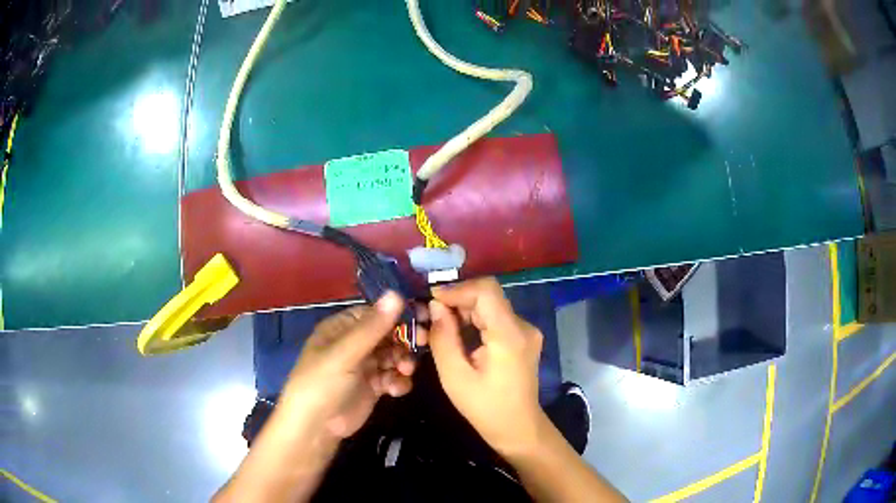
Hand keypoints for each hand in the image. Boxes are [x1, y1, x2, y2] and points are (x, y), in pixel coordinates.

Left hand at [281, 292, 416, 438]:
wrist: (315, 428)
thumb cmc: (322, 383)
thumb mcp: (345, 353)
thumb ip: (373, 327)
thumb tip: (397, 293)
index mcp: (342, 328)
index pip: (375, 313)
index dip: (398, 313)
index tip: (424, 315)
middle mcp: (354, 344)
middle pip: (388, 333)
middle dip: (405, 339)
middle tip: (423, 342)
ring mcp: (364, 366)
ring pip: (394, 355)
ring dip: (403, 361)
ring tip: (404, 371)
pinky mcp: (372, 387)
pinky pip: (393, 377)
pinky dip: (398, 381)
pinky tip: (394, 390)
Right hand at [427, 277, 544, 455]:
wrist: (518, 428)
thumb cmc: (485, 407)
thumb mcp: (455, 376)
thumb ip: (443, 338)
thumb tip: (435, 306)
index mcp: (509, 335)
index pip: (486, 290)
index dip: (457, 289)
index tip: (431, 301)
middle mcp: (523, 326)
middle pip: (488, 297)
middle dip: (457, 302)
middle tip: (429, 317)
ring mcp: (526, 331)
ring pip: (490, 306)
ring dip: (464, 312)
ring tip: (440, 327)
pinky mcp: (523, 338)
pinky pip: (496, 319)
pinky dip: (475, 321)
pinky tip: (458, 336)